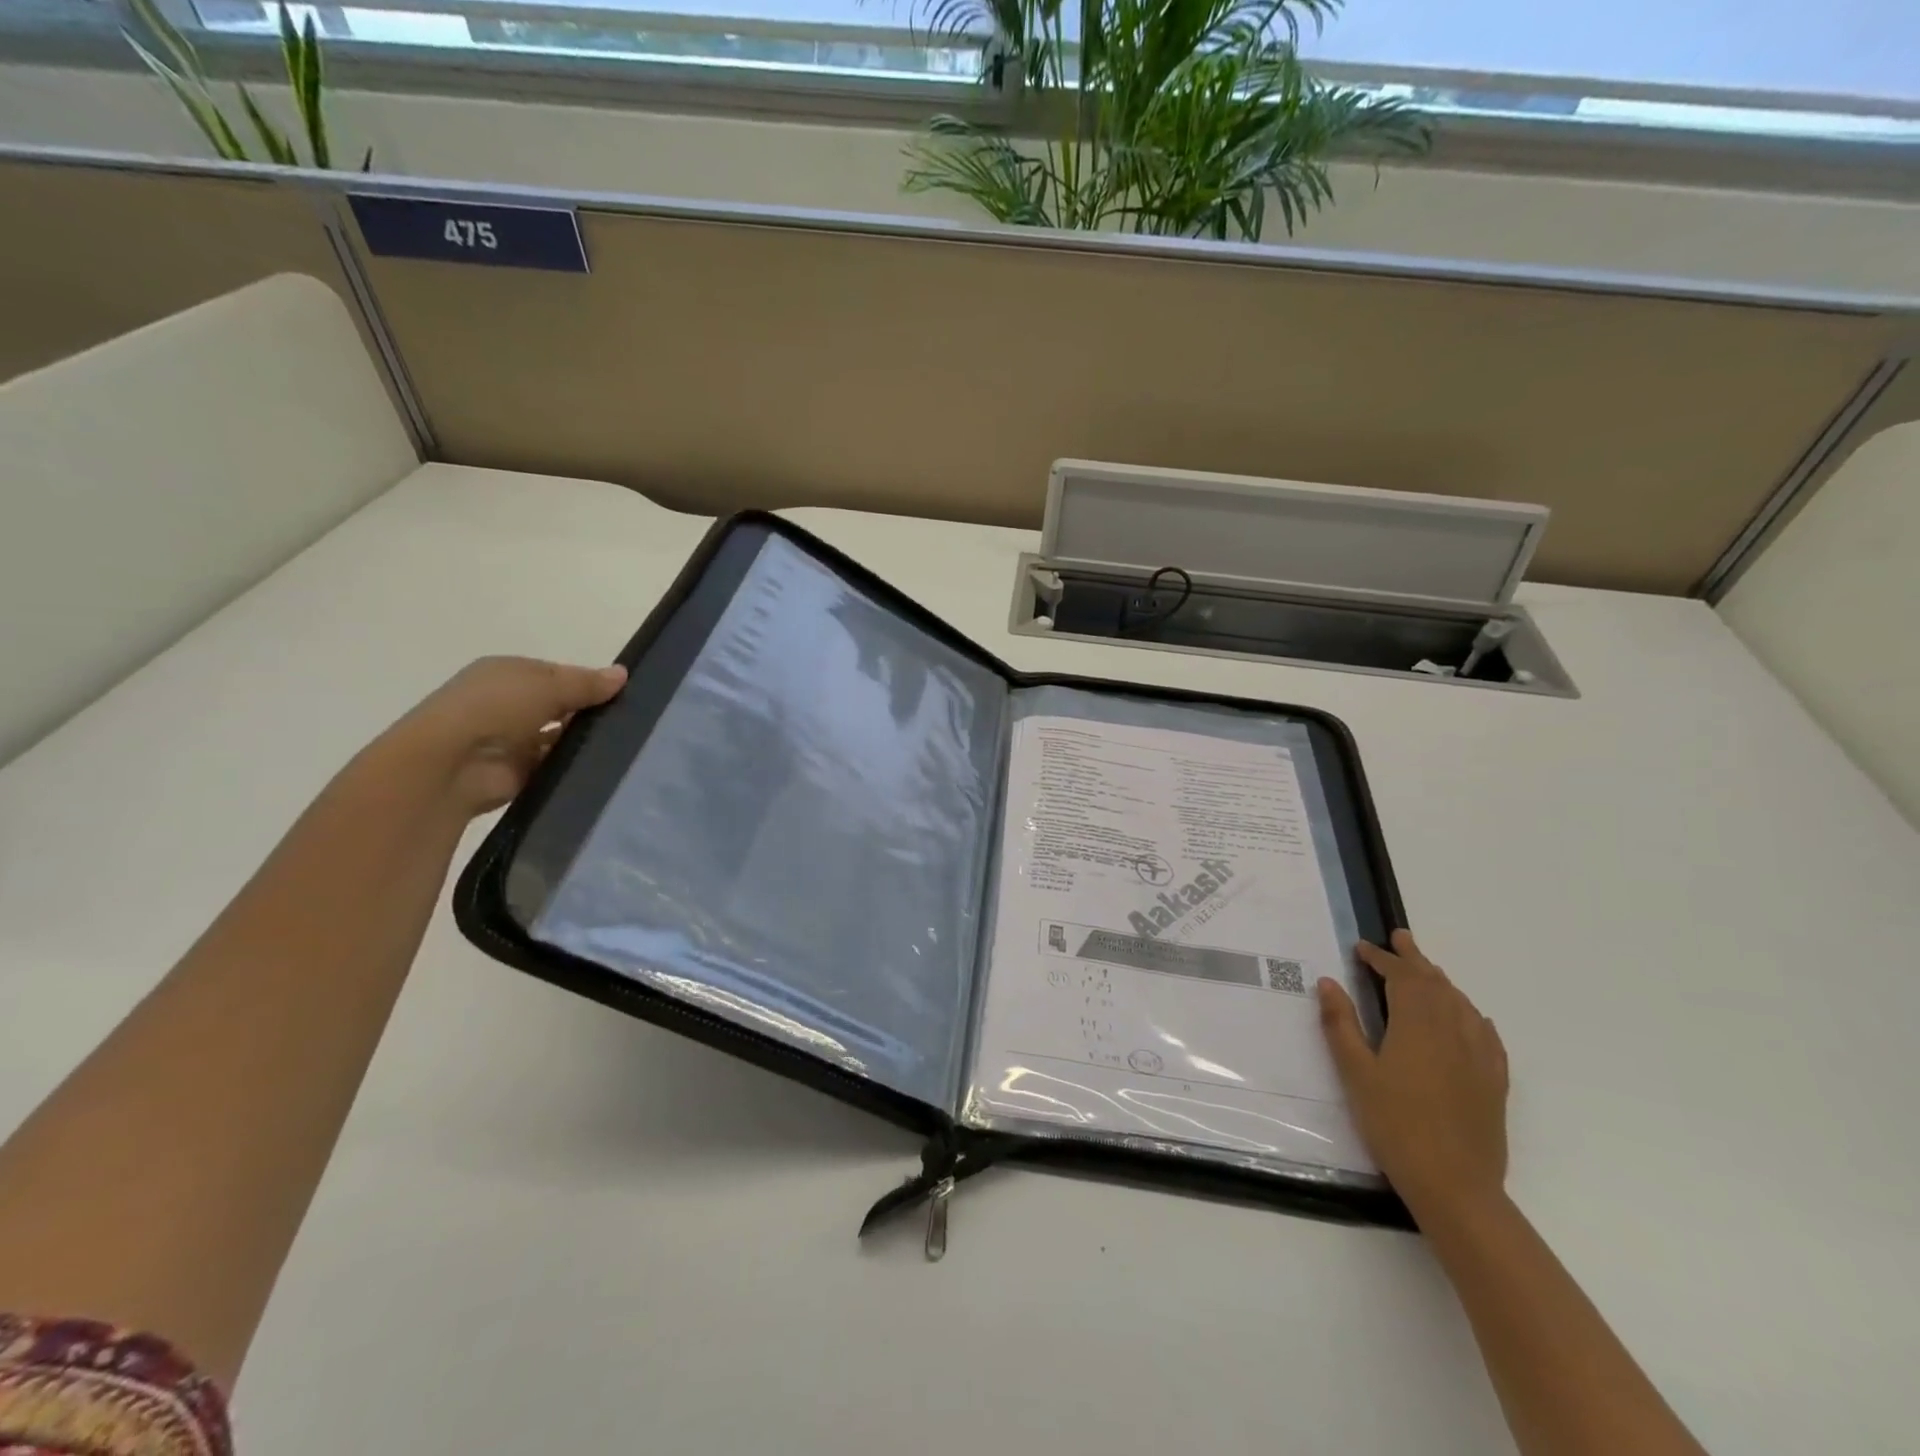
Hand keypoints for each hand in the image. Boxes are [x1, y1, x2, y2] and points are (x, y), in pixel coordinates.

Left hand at [381, 656, 627, 816]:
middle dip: (588, 712)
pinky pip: (555, 766)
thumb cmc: (494, 708)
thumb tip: (624, 673)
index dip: (587, 682)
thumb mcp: (546, 684)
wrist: (451, 764)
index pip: (556, 675)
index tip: (623, 694)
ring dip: (582, 741)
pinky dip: (574, 767)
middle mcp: (507, 705)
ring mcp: (512, 741)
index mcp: (507, 674)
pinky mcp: (519, 774)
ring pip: (559, 737)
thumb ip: (586, 683)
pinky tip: (605, 767)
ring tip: (626, 745)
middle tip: (632, 720)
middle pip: (559, 706)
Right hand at [1317, 930, 1508, 1221]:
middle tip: (1399, 937)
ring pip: (1461, 1003)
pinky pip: (1485, 1032)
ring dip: (1440, 981)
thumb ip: (1341, 1024)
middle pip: (1435, 983)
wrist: (1456, 1184)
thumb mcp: (1356, 1073)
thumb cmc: (1395, 1123)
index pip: (1401, 978)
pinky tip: (1470, 1018)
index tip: (1361, 948)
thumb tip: (1328, 982)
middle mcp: (1453, 1030)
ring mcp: (1479, 1055)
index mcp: (1417, 1024)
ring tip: (1425, 970)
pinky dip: (1470, 1013)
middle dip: (1414, 958)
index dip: (1381, 959)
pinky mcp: (1494, 1080)